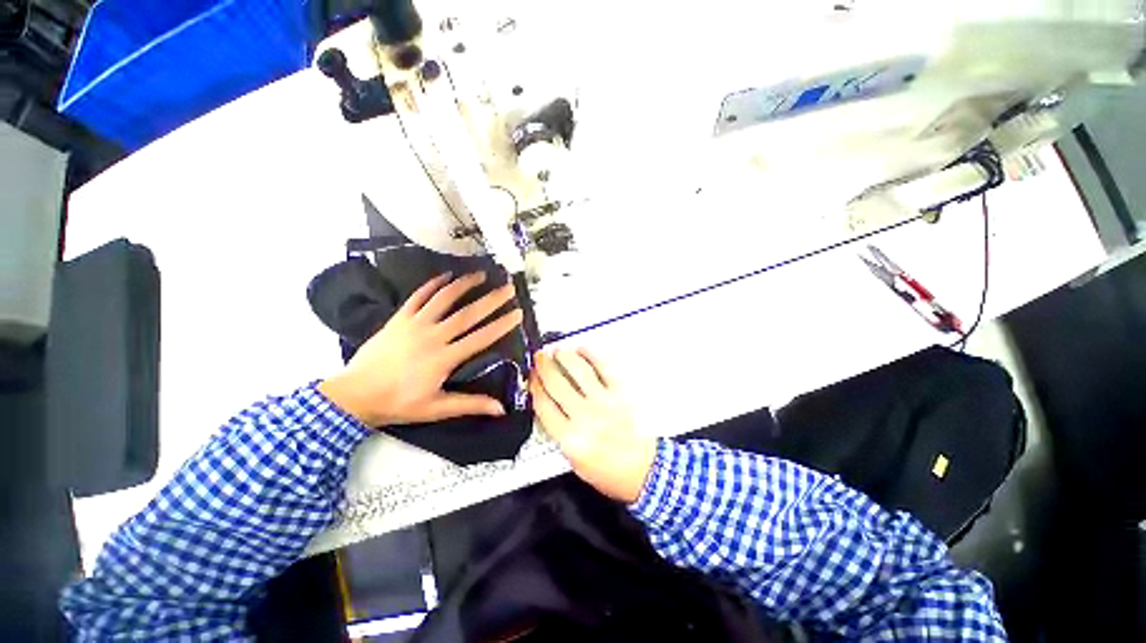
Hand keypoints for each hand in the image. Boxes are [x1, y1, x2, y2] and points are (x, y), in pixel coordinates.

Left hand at [319, 271, 523, 426]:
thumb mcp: (435, 409)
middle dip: (490, 300)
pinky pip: (418, 296)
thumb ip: (468, 404)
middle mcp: (432, 336)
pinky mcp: (398, 319)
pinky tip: (444, 277)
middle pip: (466, 314)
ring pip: (443, 298)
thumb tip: (500, 408)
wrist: (360, 392)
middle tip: (508, 287)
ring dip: (464, 285)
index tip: (517, 312)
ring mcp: (414, 324)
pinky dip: (432, 285)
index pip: (479, 339)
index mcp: (444, 359)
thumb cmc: (398, 404)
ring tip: (481, 274)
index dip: (500, 325)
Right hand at [530, 349, 656, 503]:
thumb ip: (560, 435)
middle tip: (540, 358)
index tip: (531, 378)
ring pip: (577, 370)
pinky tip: (583, 350)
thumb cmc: (612, 473)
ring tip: (558, 351)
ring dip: (564, 357)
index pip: (543, 405)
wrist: (644, 473)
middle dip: (544, 367)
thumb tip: (549, 410)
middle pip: (556, 383)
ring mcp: (605, 403)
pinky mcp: (623, 394)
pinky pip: (605, 367)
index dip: (534, 387)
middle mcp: (585, 417)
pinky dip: (592, 355)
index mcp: (570, 438)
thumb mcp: (574, 463)